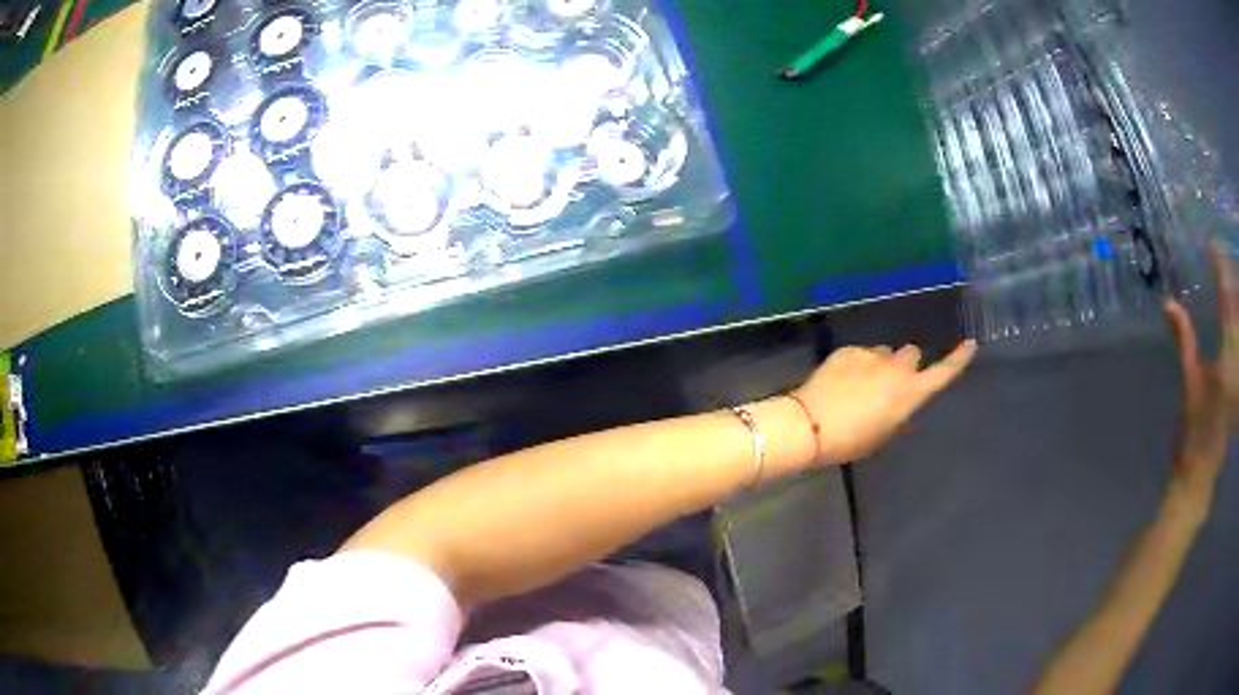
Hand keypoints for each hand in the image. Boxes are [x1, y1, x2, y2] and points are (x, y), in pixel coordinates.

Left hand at [795, 339, 976, 464]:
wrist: (811, 424)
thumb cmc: (851, 440)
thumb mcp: (882, 436)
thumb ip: (898, 418)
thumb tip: (903, 412)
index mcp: (910, 393)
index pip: (943, 372)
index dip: (958, 359)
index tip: (970, 344)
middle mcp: (897, 368)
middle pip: (911, 354)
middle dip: (906, 364)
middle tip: (889, 383)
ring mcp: (872, 355)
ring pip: (884, 353)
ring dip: (880, 364)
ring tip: (859, 385)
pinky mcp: (848, 350)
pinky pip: (860, 354)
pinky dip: (856, 364)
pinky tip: (839, 382)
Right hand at [1163, 242, 1238, 512]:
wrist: (1202, 474)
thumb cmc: (1195, 432)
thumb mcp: (1190, 385)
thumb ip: (1184, 341)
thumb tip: (1169, 303)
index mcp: (1228, 355)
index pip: (1227, 302)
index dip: (1221, 270)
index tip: (1213, 246)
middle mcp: (1238, 357)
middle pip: (1238, 307)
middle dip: (1232, 278)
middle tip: (1222, 254)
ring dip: (1236, 297)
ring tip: (1229, 274)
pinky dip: (1236, 318)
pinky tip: (1233, 312)